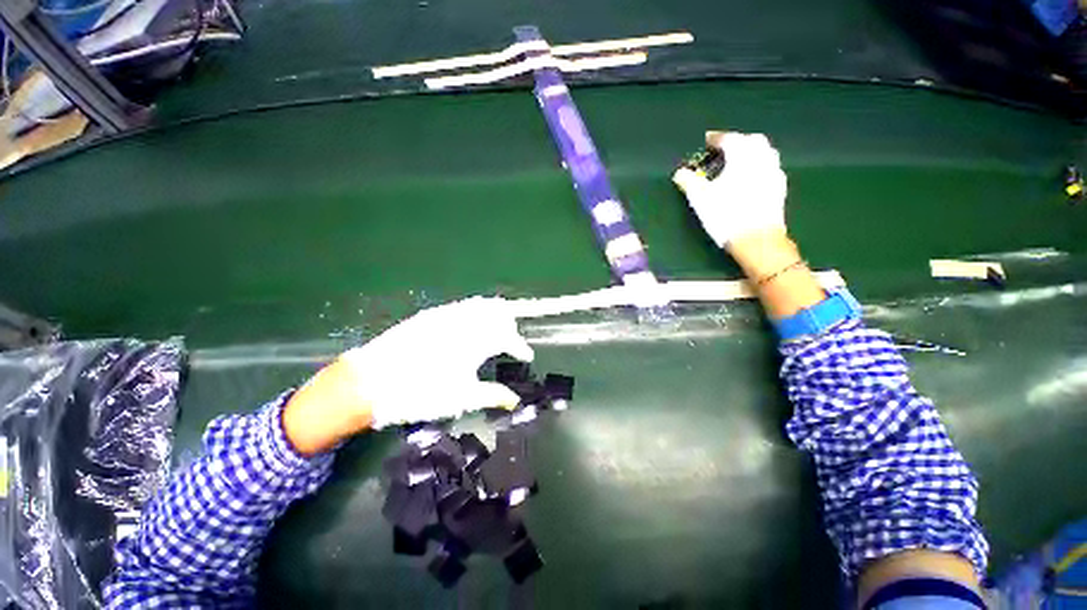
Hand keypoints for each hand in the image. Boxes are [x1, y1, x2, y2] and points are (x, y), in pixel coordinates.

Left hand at [282, 297, 533, 454]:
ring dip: (494, 314)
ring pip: (480, 305)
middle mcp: (465, 321)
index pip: (509, 338)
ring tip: (496, 328)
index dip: (521, 347)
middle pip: (498, 312)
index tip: (527, 356)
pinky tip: (470, 324)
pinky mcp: (431, 315)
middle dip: (510, 324)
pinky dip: (474, 312)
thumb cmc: (422, 393)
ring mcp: (447, 315)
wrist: (372, 381)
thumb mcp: (461, 398)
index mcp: (476, 341)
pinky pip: (461, 307)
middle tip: (512, 339)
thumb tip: (515, 400)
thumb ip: (492, 394)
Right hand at [672, 131, 787, 247]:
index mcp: (742, 156)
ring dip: (750, 152)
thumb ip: (689, 182)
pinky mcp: (779, 187)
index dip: (716, 138)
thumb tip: (679, 173)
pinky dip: (759, 166)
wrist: (756, 238)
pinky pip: (769, 167)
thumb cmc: (725, 214)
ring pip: (764, 152)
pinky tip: (750, 178)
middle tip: (723, 150)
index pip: (729, 139)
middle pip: (751, 140)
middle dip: (737, 141)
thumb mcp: (700, 198)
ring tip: (737, 163)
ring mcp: (773, 172)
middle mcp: (761, 158)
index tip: (707, 140)